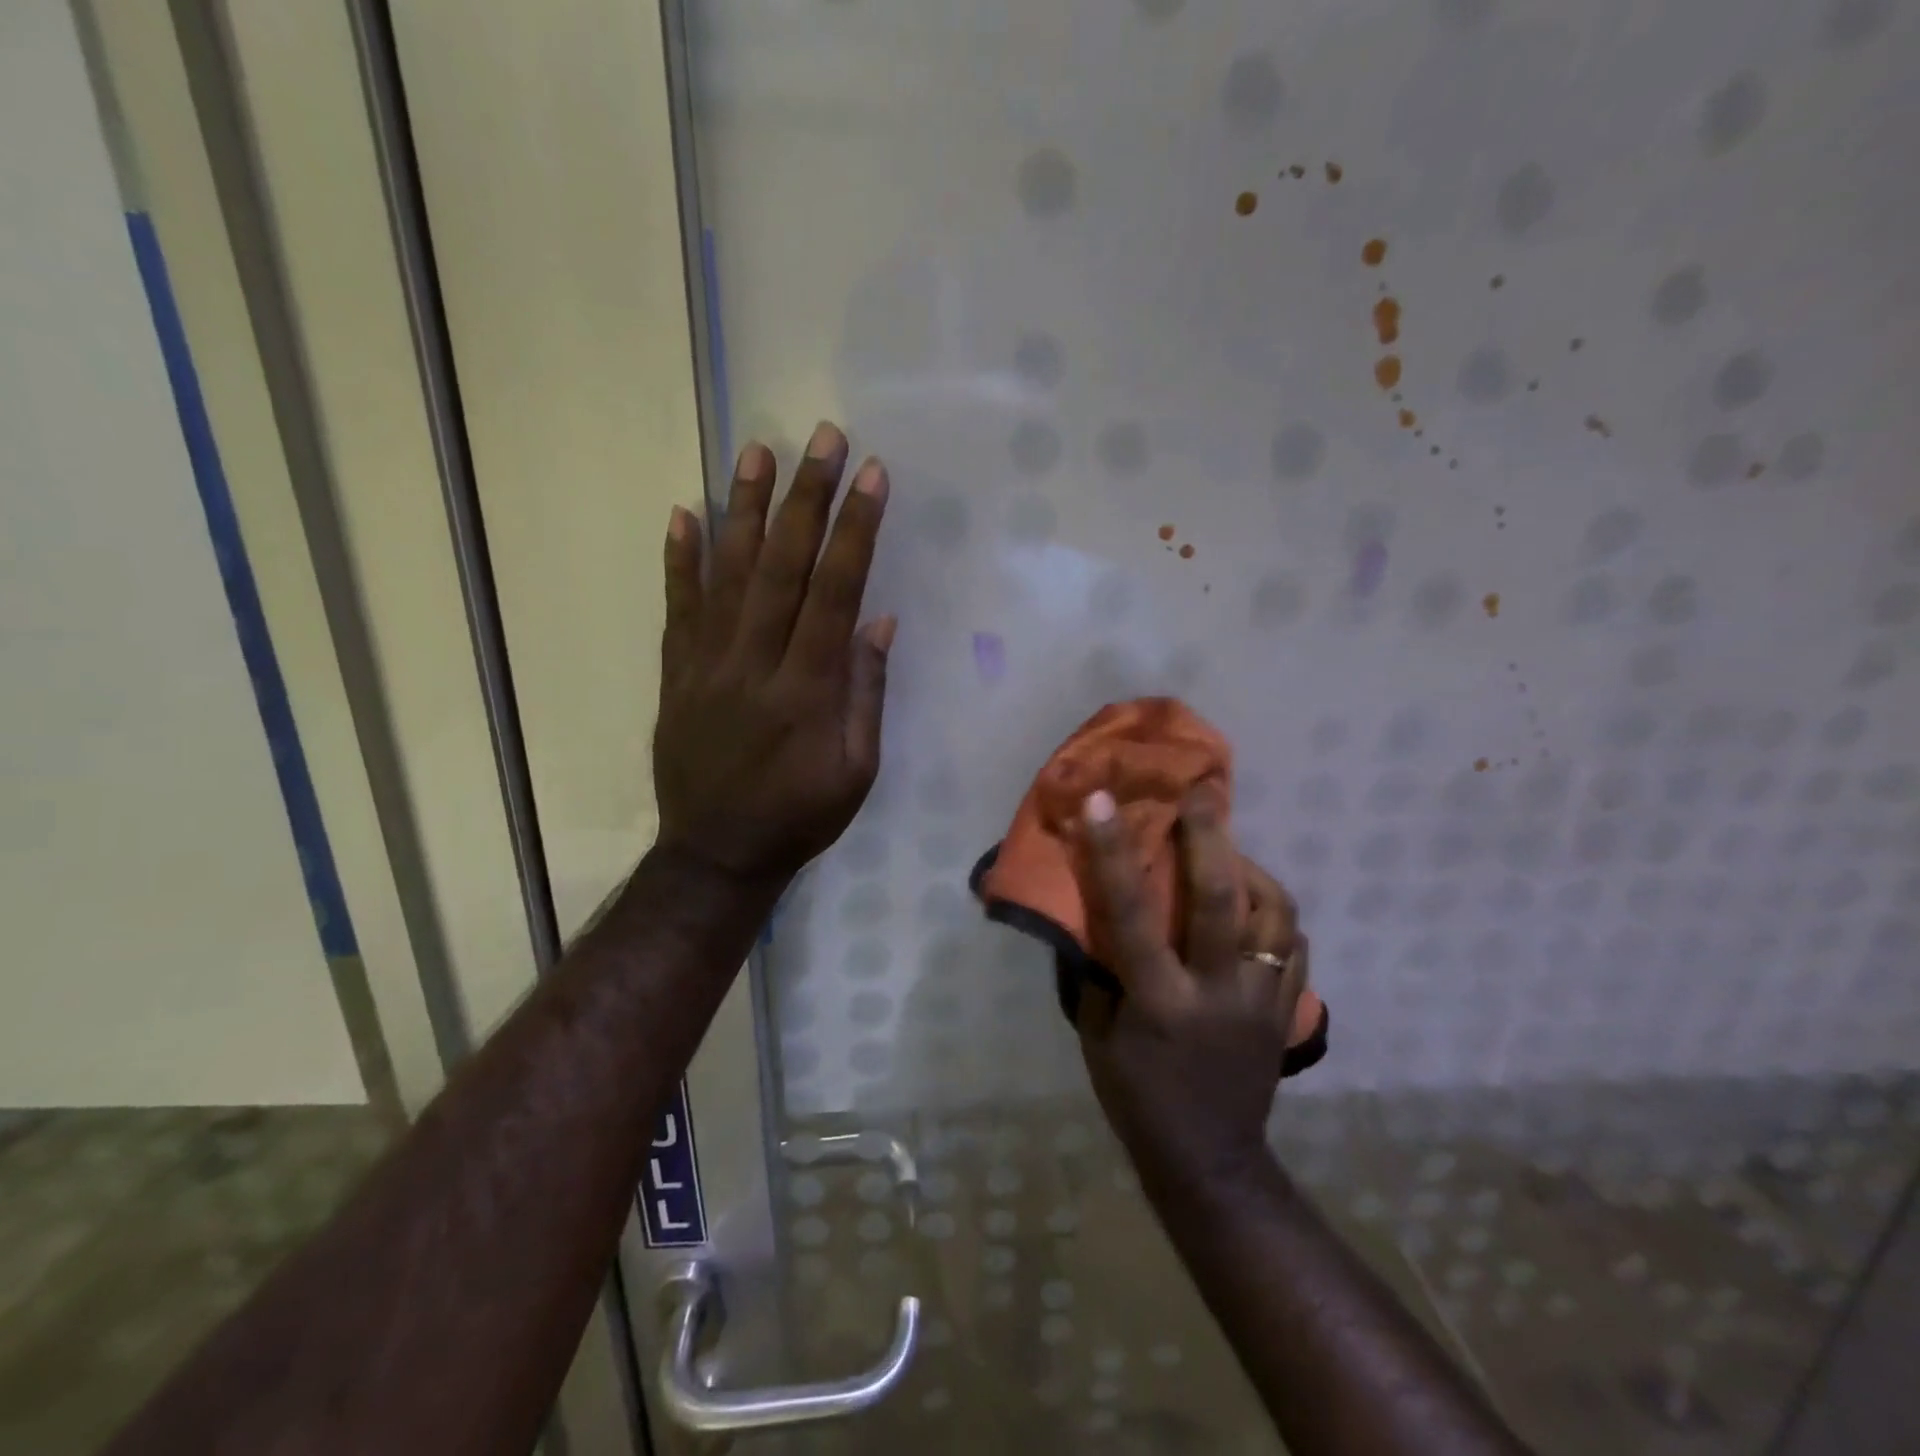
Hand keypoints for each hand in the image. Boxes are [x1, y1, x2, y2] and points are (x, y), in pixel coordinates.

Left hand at [653, 422, 892, 882]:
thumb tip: (877, 623)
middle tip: (822, 438)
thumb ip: (865, 694)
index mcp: (808, 690)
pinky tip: (683, 513)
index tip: (871, 477)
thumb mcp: (857, 770)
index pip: (835, 593)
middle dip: (807, 498)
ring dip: (745, 510)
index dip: (855, 532)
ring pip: (728, 574)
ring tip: (758, 451)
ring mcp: (707, 665)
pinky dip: (678, 560)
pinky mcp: (676, 674)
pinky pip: (676, 608)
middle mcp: (755, 664)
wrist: (717, 853)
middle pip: (783, 568)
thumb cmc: (800, 816)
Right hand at [1076, 788, 1307, 1189]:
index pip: (1132, 916)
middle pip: (1221, 901)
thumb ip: (1097, 969)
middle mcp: (1218, 993)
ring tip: (1229, 850)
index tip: (1103, 801)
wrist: (1210, 1161)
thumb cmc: (1137, 1097)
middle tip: (1202, 793)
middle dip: (1211, 837)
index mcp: (1160, 1002)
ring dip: (1251, 871)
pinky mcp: (1288, 1011)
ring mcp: (1263, 1001)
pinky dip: (1275, 913)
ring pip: (1274, 916)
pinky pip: (1294, 944)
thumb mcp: (1097, 1035)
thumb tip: (1091, 909)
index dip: (1113, 853)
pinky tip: (1255, 903)